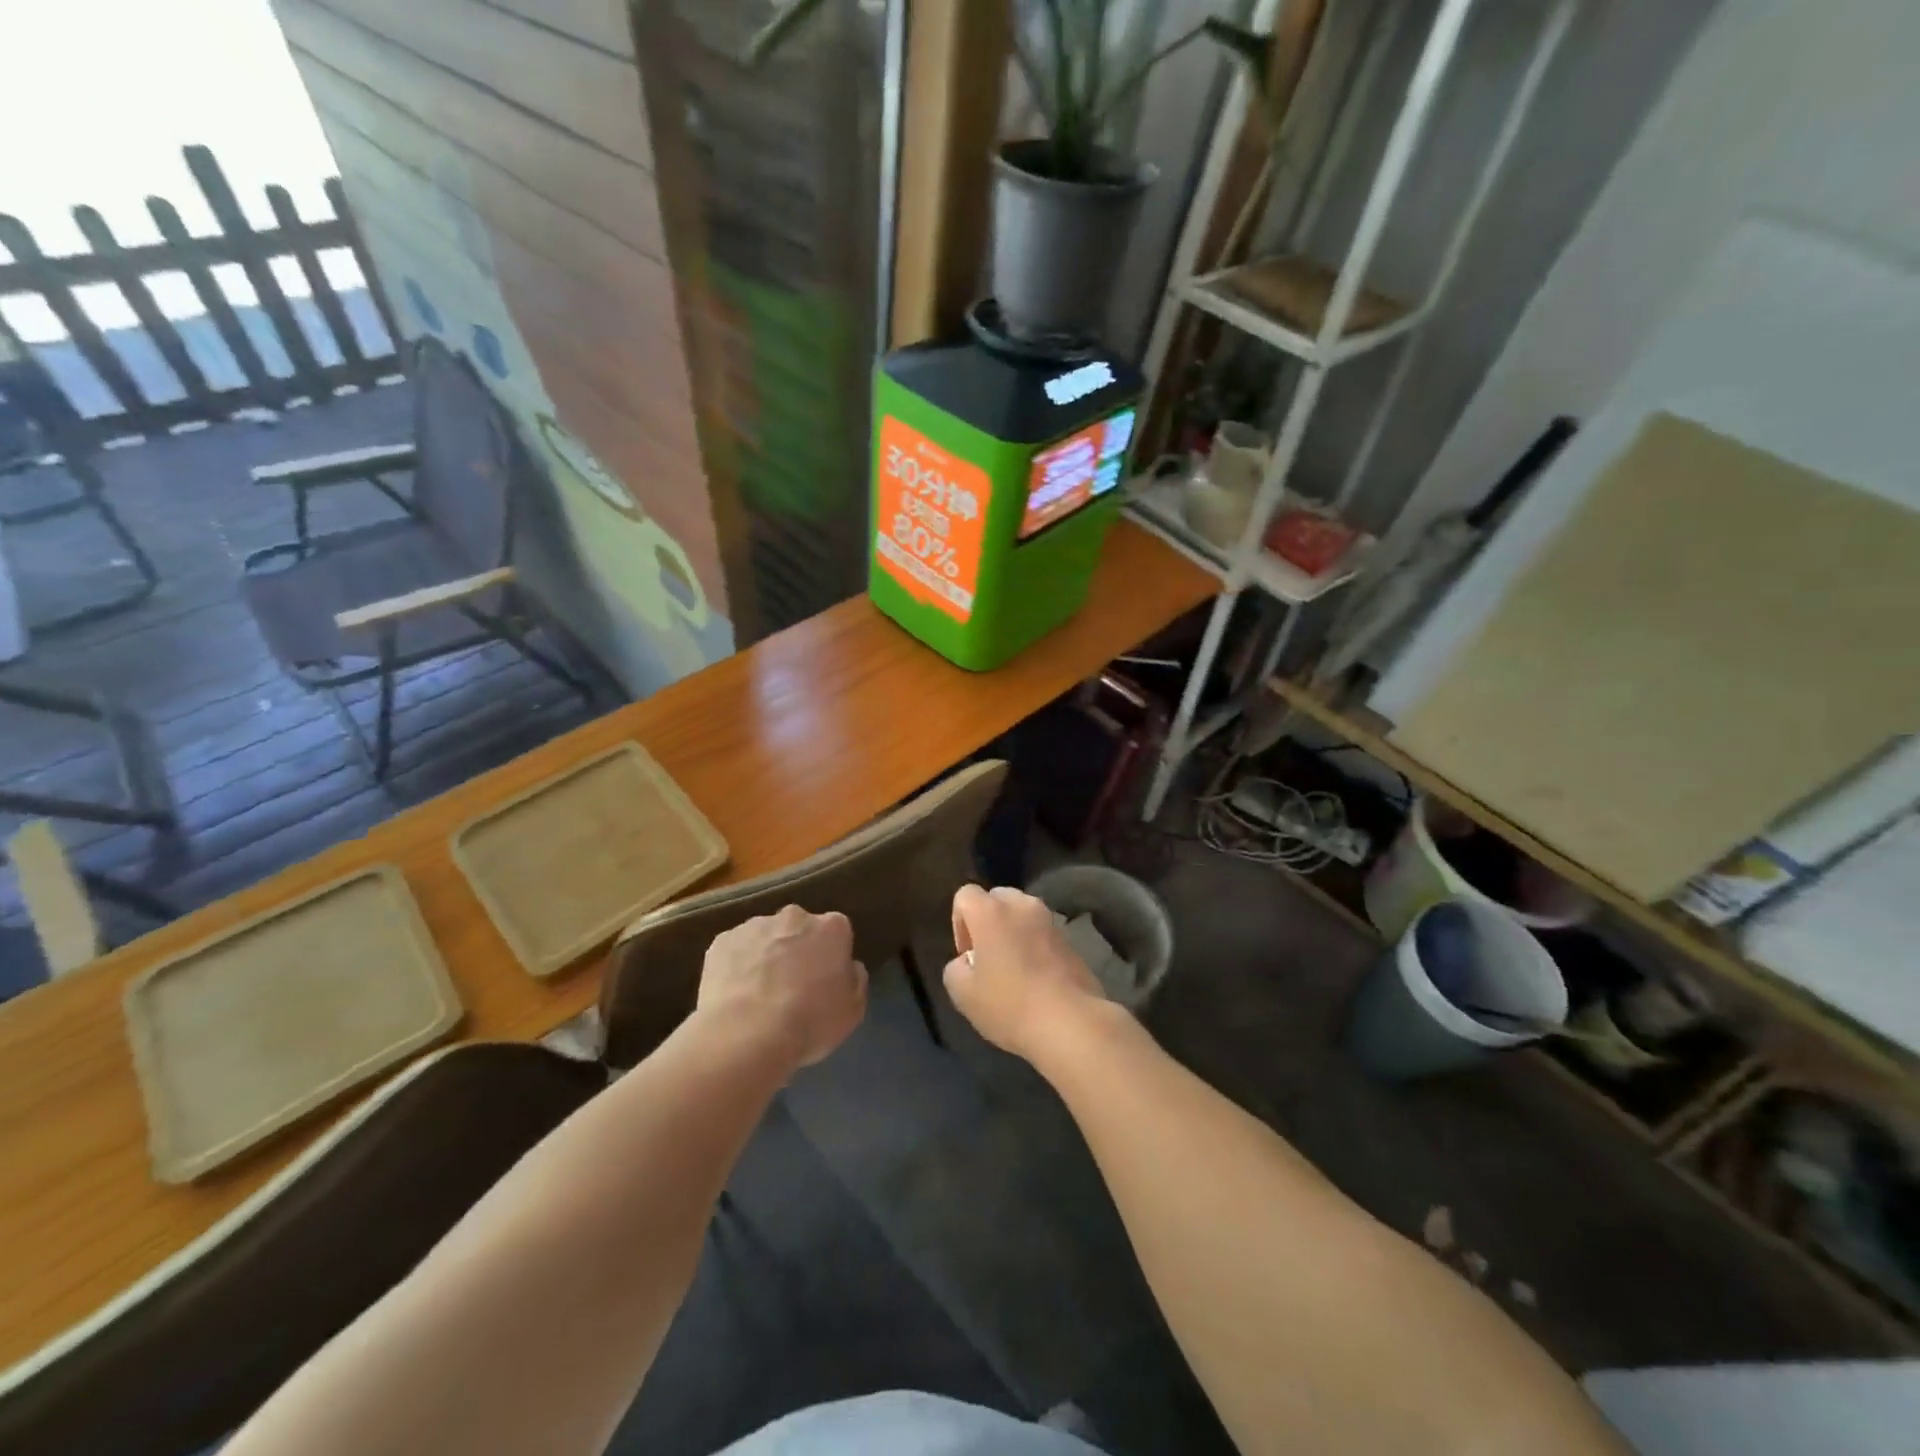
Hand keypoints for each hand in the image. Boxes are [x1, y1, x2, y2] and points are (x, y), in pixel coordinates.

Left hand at [696, 906, 867, 1068]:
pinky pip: (735, 951)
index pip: (837, 933)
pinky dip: (736, 966)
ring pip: (765, 937)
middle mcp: (794, 916)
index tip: (824, 981)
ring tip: (758, 995)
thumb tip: (848, 967)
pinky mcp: (721, 941)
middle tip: (792, 986)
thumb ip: (854, 979)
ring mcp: (754, 925)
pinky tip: (735, 995)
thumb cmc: (810, 1022)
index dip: (831, 957)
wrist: (746, 1035)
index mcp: (831, 927)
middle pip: (799, 928)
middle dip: (798, 949)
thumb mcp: (852, 1010)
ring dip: (766, 956)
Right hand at [944, 884, 1107, 1062]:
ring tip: (1014, 970)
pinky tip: (1037, 980)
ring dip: (1013, 933)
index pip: (965, 895)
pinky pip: (1043, 934)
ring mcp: (1050, 921)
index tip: (968, 956)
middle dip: (988, 922)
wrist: (1070, 1023)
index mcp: (991, 911)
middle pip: (997, 899)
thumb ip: (956, 968)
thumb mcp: (962, 994)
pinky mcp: (1071, 940)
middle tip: (988, 959)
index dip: (959, 923)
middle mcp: (1022, 906)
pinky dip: (1035, 947)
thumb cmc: (1009, 1005)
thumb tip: (968, 962)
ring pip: (1022, 915)